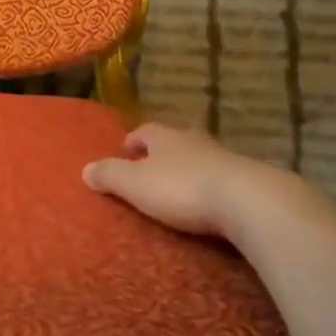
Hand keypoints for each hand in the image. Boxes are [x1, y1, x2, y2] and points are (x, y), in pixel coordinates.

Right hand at [83, 122, 289, 238]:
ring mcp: (226, 159)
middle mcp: (194, 141)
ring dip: (192, 169)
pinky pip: (225, 180)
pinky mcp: (251, 182)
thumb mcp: (136, 184)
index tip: (127, 148)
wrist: (250, 202)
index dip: (135, 140)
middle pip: (175, 141)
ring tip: (183, 186)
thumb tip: (85, 169)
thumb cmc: (183, 188)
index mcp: (165, 137)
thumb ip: (110, 175)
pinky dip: (216, 188)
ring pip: (202, 158)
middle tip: (153, 165)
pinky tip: (214, 203)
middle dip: (164, 152)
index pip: (145, 132)